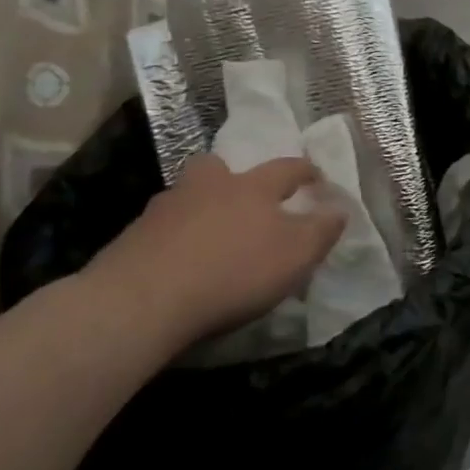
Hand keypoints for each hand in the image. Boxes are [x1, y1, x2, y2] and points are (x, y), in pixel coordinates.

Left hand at [87, 155, 346, 352]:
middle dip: (234, 177)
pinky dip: (174, 239)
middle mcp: (209, 187)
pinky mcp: (130, 240)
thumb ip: (322, 230)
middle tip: (243, 196)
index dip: (305, 171)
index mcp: (253, 187)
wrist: (140, 302)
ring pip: (187, 197)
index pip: (287, 168)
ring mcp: (164, 210)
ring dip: (201, 208)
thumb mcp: (296, 255)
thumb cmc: (233, 271)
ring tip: (210, 235)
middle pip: (220, 168)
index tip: (317, 179)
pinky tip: (179, 262)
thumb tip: (339, 209)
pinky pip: (161, 230)